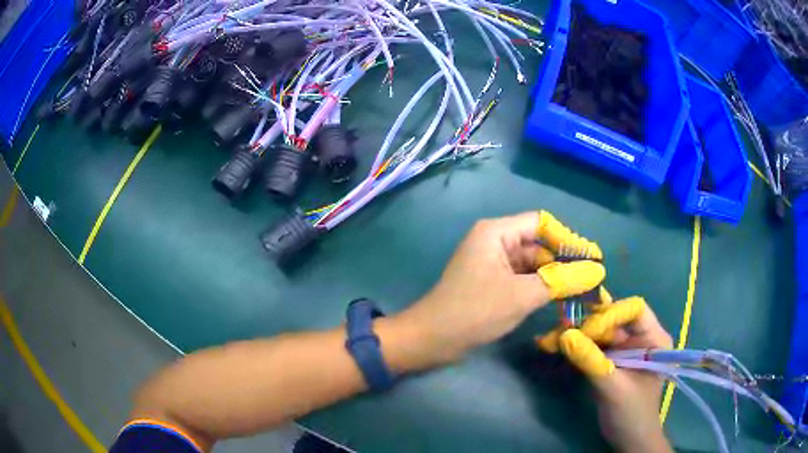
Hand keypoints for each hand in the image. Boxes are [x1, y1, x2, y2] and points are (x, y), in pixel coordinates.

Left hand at [398, 211, 605, 367]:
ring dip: (554, 277)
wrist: (433, 339)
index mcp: (497, 233)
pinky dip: (540, 287)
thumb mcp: (522, 295)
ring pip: (532, 264)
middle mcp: (495, 242)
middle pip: (538, 244)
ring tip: (583, 291)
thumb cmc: (475, 312)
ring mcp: (493, 263)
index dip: (568, 239)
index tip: (592, 258)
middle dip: (564, 262)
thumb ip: (560, 281)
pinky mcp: (492, 283)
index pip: (541, 224)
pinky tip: (560, 299)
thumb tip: (597, 271)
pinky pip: (523, 279)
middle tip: (593, 279)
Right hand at [539, 296, 673, 452]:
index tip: (585, 328)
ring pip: (601, 332)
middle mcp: (640, 337)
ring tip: (551, 337)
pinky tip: (556, 345)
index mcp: (653, 338)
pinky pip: (593, 346)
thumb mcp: (614, 388)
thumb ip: (592, 362)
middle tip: (559, 328)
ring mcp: (625, 348)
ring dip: (578, 334)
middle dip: (588, 323)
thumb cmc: (631, 413)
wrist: (628, 439)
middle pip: (614, 319)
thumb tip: (564, 335)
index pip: (634, 310)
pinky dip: (576, 346)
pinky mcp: (611, 360)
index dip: (611, 314)